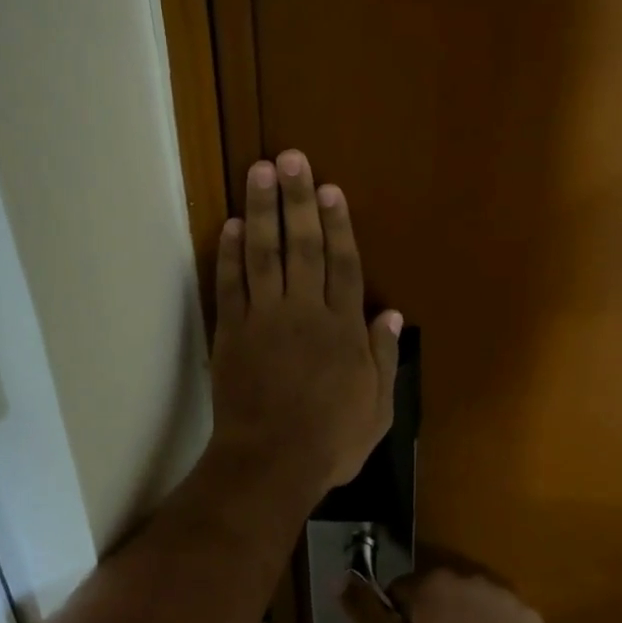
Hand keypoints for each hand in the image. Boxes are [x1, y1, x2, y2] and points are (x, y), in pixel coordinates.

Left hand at [210, 151, 402, 493]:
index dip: (338, 225)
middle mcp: (304, 312)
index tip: (330, 189)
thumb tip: (392, 315)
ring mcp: (264, 319)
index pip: (343, 265)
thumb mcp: (377, 409)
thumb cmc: (331, 441)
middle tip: (291, 158)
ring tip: (259, 171)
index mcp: (342, 329)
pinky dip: (229, 254)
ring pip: (264, 254)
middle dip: (298, 199)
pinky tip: (231, 225)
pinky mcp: (231, 332)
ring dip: (262, 210)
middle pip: (303, 246)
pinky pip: (230, 285)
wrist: (270, 464)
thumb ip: (383, 359)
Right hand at [340, 567, 546, 622]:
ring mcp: (503, 594)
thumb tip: (341, 577)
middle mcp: (468, 575)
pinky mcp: (529, 617)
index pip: (401, 590)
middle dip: (432, 617)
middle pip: (436, 592)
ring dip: (463, 621)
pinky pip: (500, 617)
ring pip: (469, 602)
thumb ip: (363, 611)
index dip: (399, 621)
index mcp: (432, 580)